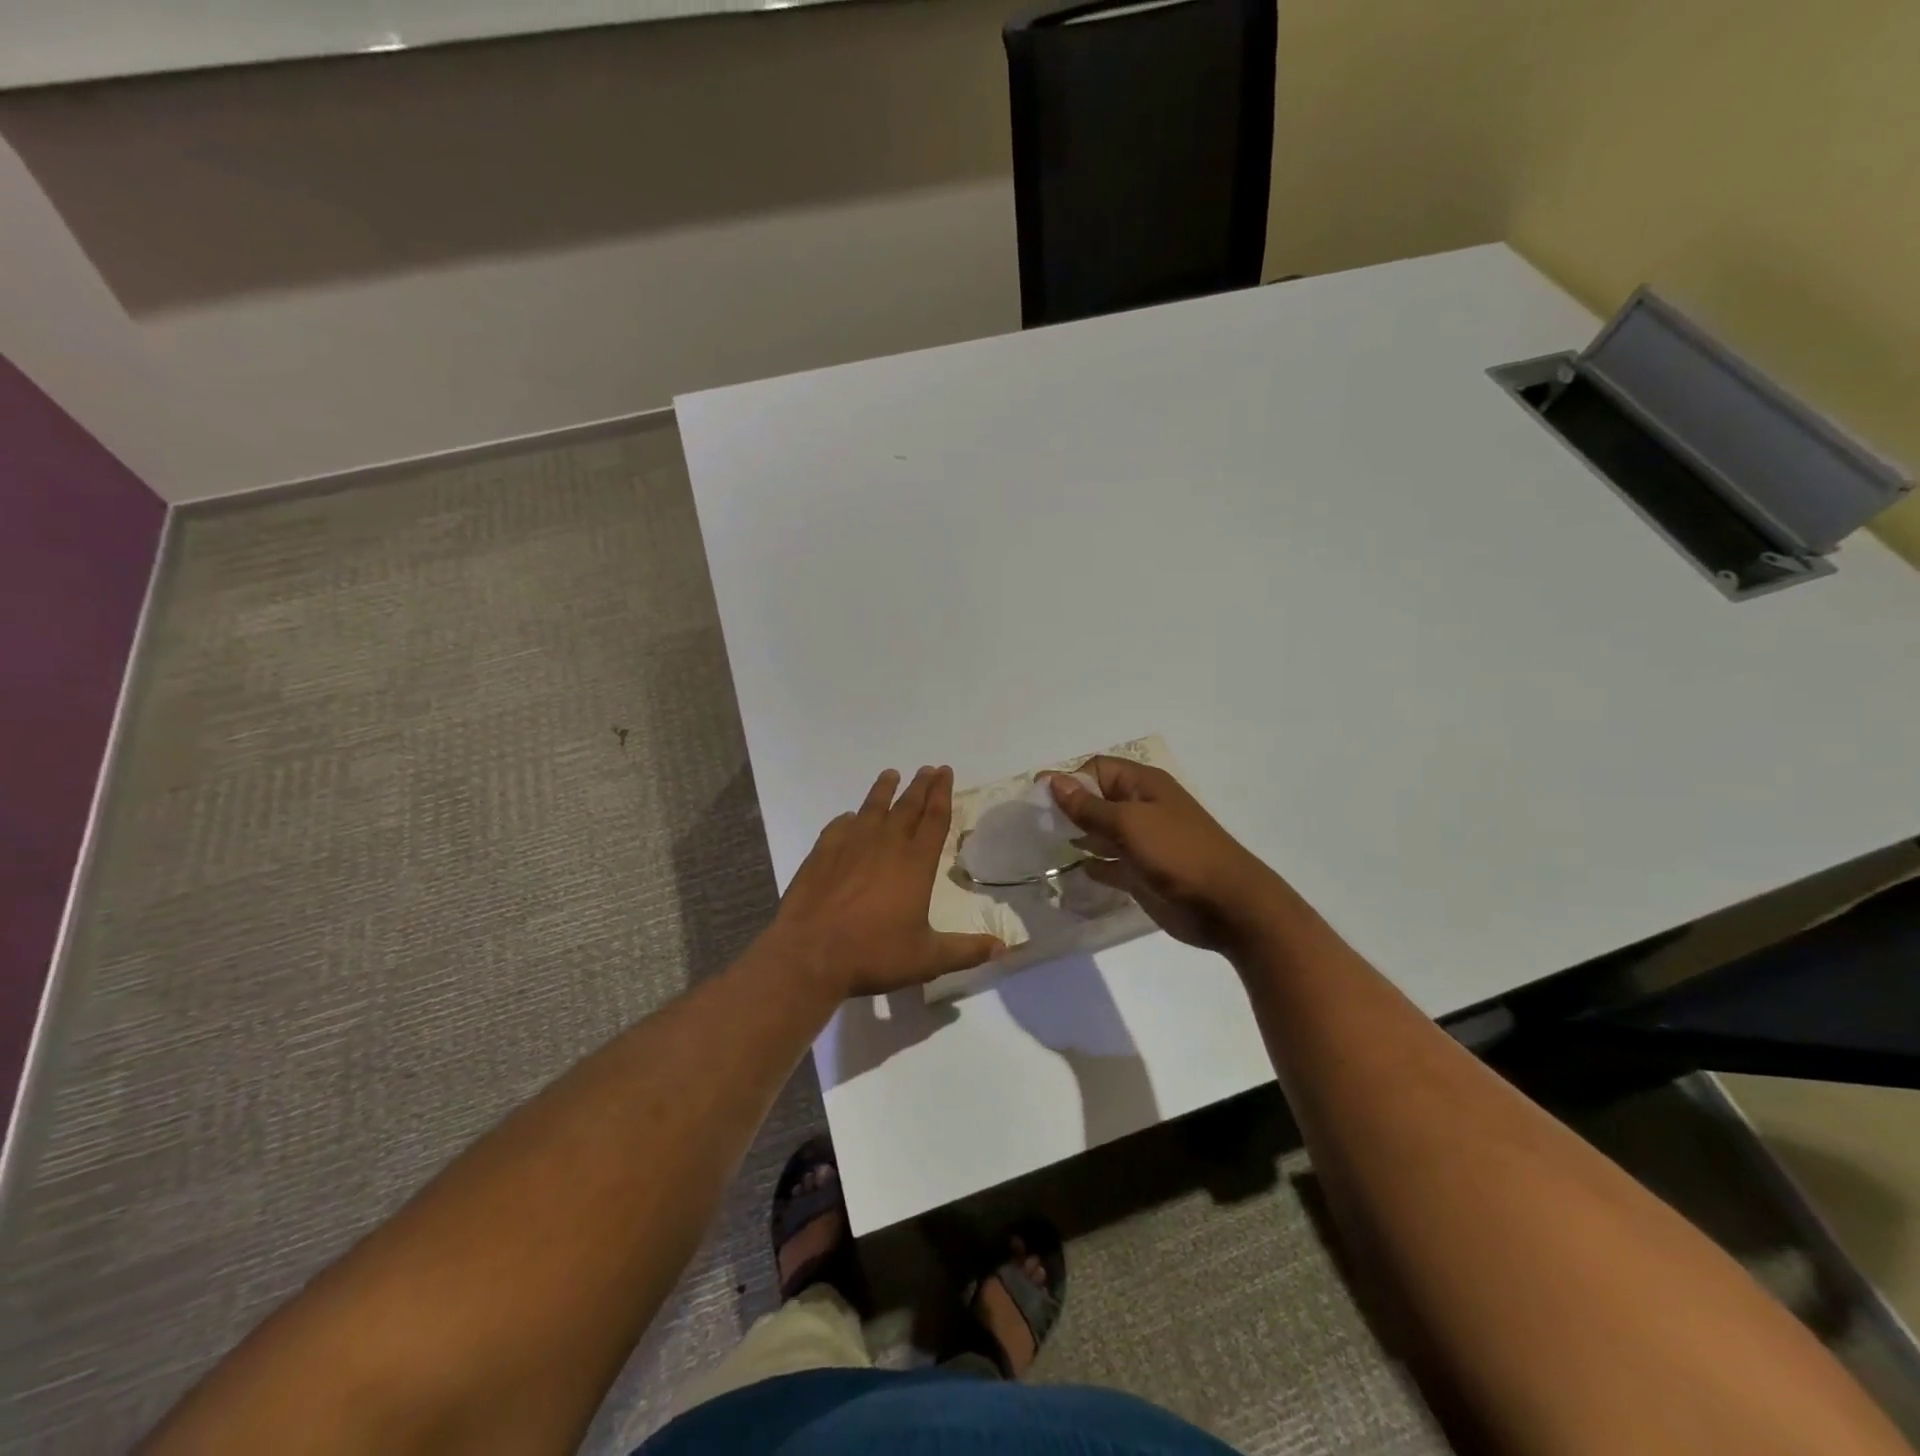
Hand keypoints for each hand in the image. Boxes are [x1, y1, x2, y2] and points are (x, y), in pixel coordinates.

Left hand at [765, 766, 1003, 997]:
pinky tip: (849, 817)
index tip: (945, 772)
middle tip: (928, 769)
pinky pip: (838, 827)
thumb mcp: (927, 959)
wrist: (810, 954)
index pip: (934, 819)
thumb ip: (966, 951)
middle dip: (920, 786)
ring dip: (884, 790)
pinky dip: (848, 819)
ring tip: (891, 774)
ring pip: (872, 809)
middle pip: (907, 807)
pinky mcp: (821, 854)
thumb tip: (1004, 948)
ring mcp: (850, 846)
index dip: (942, 794)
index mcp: (915, 864)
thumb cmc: (873, 954)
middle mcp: (885, 846)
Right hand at [1047, 757, 1283, 953]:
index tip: (1038, 803)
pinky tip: (1072, 873)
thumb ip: (1088, 806)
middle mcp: (1141, 808)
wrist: (1227, 905)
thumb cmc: (1178, 853)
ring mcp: (1143, 842)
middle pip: (1096, 800)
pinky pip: (1110, 864)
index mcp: (1142, 785)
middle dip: (1068, 810)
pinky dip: (1093, 866)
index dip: (1069, 781)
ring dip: (1077, 839)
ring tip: (1044, 850)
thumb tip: (1053, 780)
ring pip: (1100, 833)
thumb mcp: (1129, 823)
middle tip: (1035, 828)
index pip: (1096, 770)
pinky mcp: (1142, 872)